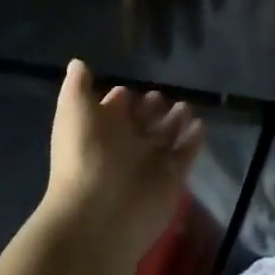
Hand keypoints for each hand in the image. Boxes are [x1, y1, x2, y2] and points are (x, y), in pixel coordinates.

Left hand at [40, 59, 203, 262]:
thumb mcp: (74, 111)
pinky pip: (186, 154)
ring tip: (185, 107)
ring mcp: (150, 163)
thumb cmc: (84, 155)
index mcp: (102, 129)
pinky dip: (193, 140)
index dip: (121, 99)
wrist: (99, 212)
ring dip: (176, 120)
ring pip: (166, 136)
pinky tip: (200, 125)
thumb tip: (78, 63)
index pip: (115, 109)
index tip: (130, 89)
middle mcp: (126, 145)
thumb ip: (77, 86)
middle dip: (153, 107)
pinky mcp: (172, 179)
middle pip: (143, 121)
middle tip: (162, 97)